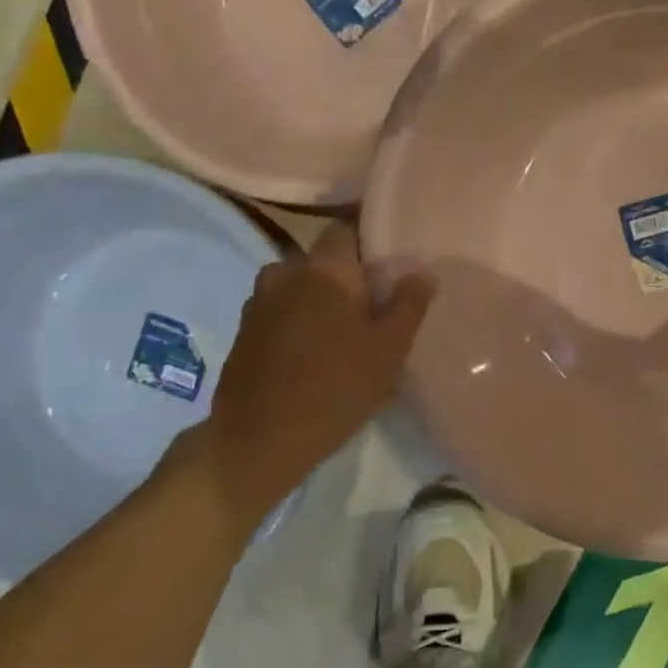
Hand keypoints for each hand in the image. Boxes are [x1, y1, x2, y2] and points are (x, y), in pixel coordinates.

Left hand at [196, 222, 432, 529]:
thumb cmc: (337, 386)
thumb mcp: (390, 348)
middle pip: (321, 259)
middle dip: (344, 274)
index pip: (344, 228)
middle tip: (372, 302)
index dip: (367, 238)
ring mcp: (259, 303)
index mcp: (325, 269)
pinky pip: (280, 311)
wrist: (260, 438)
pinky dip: (297, 320)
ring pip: (297, 285)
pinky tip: (314, 351)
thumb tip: (422, 271)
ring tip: (342, 329)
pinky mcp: (245, 332)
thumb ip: (409, 304)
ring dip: (318, 298)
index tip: (388, 260)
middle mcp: (286, 273)